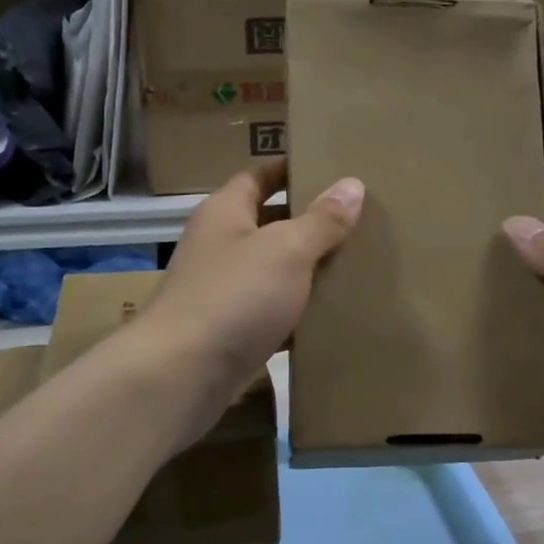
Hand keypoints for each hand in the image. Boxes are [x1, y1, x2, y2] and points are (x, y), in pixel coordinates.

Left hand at [137, 160, 362, 437]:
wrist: (181, 375)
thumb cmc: (233, 297)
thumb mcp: (285, 250)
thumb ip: (321, 220)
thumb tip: (352, 184)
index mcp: (226, 212)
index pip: (260, 175)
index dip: (293, 168)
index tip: (334, 168)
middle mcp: (221, 246)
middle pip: (270, 224)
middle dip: (311, 222)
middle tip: (362, 220)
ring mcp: (223, 291)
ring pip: (274, 272)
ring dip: (309, 271)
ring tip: (359, 266)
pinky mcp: (231, 332)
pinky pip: (272, 314)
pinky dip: (299, 315)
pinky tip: (334, 318)